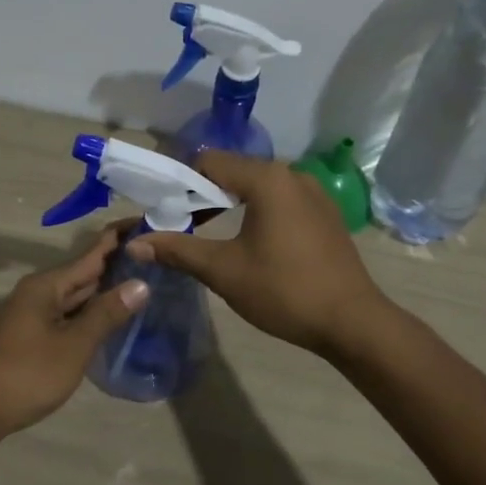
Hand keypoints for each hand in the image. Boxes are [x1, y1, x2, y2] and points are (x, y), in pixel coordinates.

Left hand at [0, 227, 148, 454]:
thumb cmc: (26, 375)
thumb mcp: (73, 345)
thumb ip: (106, 314)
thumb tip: (141, 283)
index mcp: (47, 286)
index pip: (91, 254)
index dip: (119, 239)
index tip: (148, 224)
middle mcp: (39, 293)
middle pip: (84, 273)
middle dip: (117, 265)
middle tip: (157, 257)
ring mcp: (34, 316)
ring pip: (77, 296)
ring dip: (106, 291)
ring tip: (145, 282)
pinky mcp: (33, 337)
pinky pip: (69, 315)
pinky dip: (91, 313)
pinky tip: (112, 319)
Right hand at [126, 151, 388, 356]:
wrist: (352, 322)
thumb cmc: (283, 290)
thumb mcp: (223, 271)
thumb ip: (177, 250)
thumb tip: (133, 243)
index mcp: (267, 179)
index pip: (209, 162)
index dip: (180, 183)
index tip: (163, 210)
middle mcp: (292, 175)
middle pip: (234, 171)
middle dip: (203, 195)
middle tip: (180, 225)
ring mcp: (314, 194)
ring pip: (258, 187)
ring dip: (230, 204)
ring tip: (210, 234)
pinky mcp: (325, 214)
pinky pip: (281, 201)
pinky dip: (257, 212)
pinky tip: (250, 243)